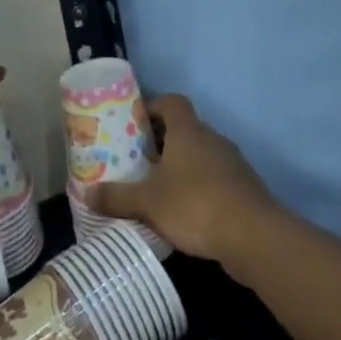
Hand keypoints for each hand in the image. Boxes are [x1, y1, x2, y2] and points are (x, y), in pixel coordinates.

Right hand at [84, 94, 279, 275]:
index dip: (152, 107)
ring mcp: (232, 163)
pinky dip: (199, 188)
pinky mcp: (244, 188)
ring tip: (157, 189)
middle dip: (161, 143)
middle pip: (185, 129)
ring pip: (201, 155)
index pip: (172, 102)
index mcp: (188, 131)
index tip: (134, 124)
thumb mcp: (147, 202)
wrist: (253, 236)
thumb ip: (116, 197)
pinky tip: (184, 212)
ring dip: (181, 167)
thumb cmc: (195, 205)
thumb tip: (86, 194)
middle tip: (138, 161)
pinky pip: (215, 179)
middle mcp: (212, 139)